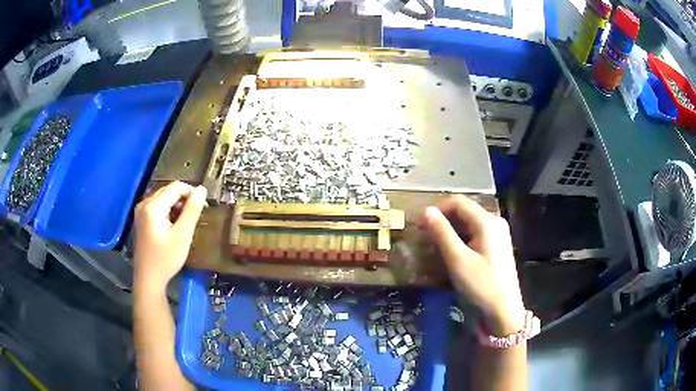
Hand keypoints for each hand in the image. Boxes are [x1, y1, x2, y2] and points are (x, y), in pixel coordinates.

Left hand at [133, 181, 206, 292]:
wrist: (148, 279)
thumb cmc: (166, 259)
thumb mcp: (182, 236)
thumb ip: (192, 211)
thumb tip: (202, 189)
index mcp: (153, 206)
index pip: (176, 187)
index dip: (191, 192)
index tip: (203, 206)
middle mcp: (144, 203)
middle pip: (168, 190)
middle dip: (183, 199)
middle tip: (194, 217)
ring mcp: (141, 210)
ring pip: (163, 197)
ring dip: (176, 205)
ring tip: (184, 223)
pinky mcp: (141, 218)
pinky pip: (157, 206)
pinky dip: (168, 210)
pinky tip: (172, 225)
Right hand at [423, 195, 524, 335]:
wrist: (503, 311)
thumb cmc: (481, 285)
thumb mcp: (458, 260)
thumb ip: (442, 233)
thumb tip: (426, 211)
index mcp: (487, 221)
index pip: (458, 202)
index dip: (437, 209)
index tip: (421, 226)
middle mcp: (495, 222)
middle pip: (465, 211)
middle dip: (443, 220)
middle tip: (425, 237)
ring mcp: (498, 234)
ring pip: (469, 223)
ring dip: (451, 231)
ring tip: (435, 246)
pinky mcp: (497, 246)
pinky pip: (475, 234)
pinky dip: (461, 239)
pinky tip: (452, 253)